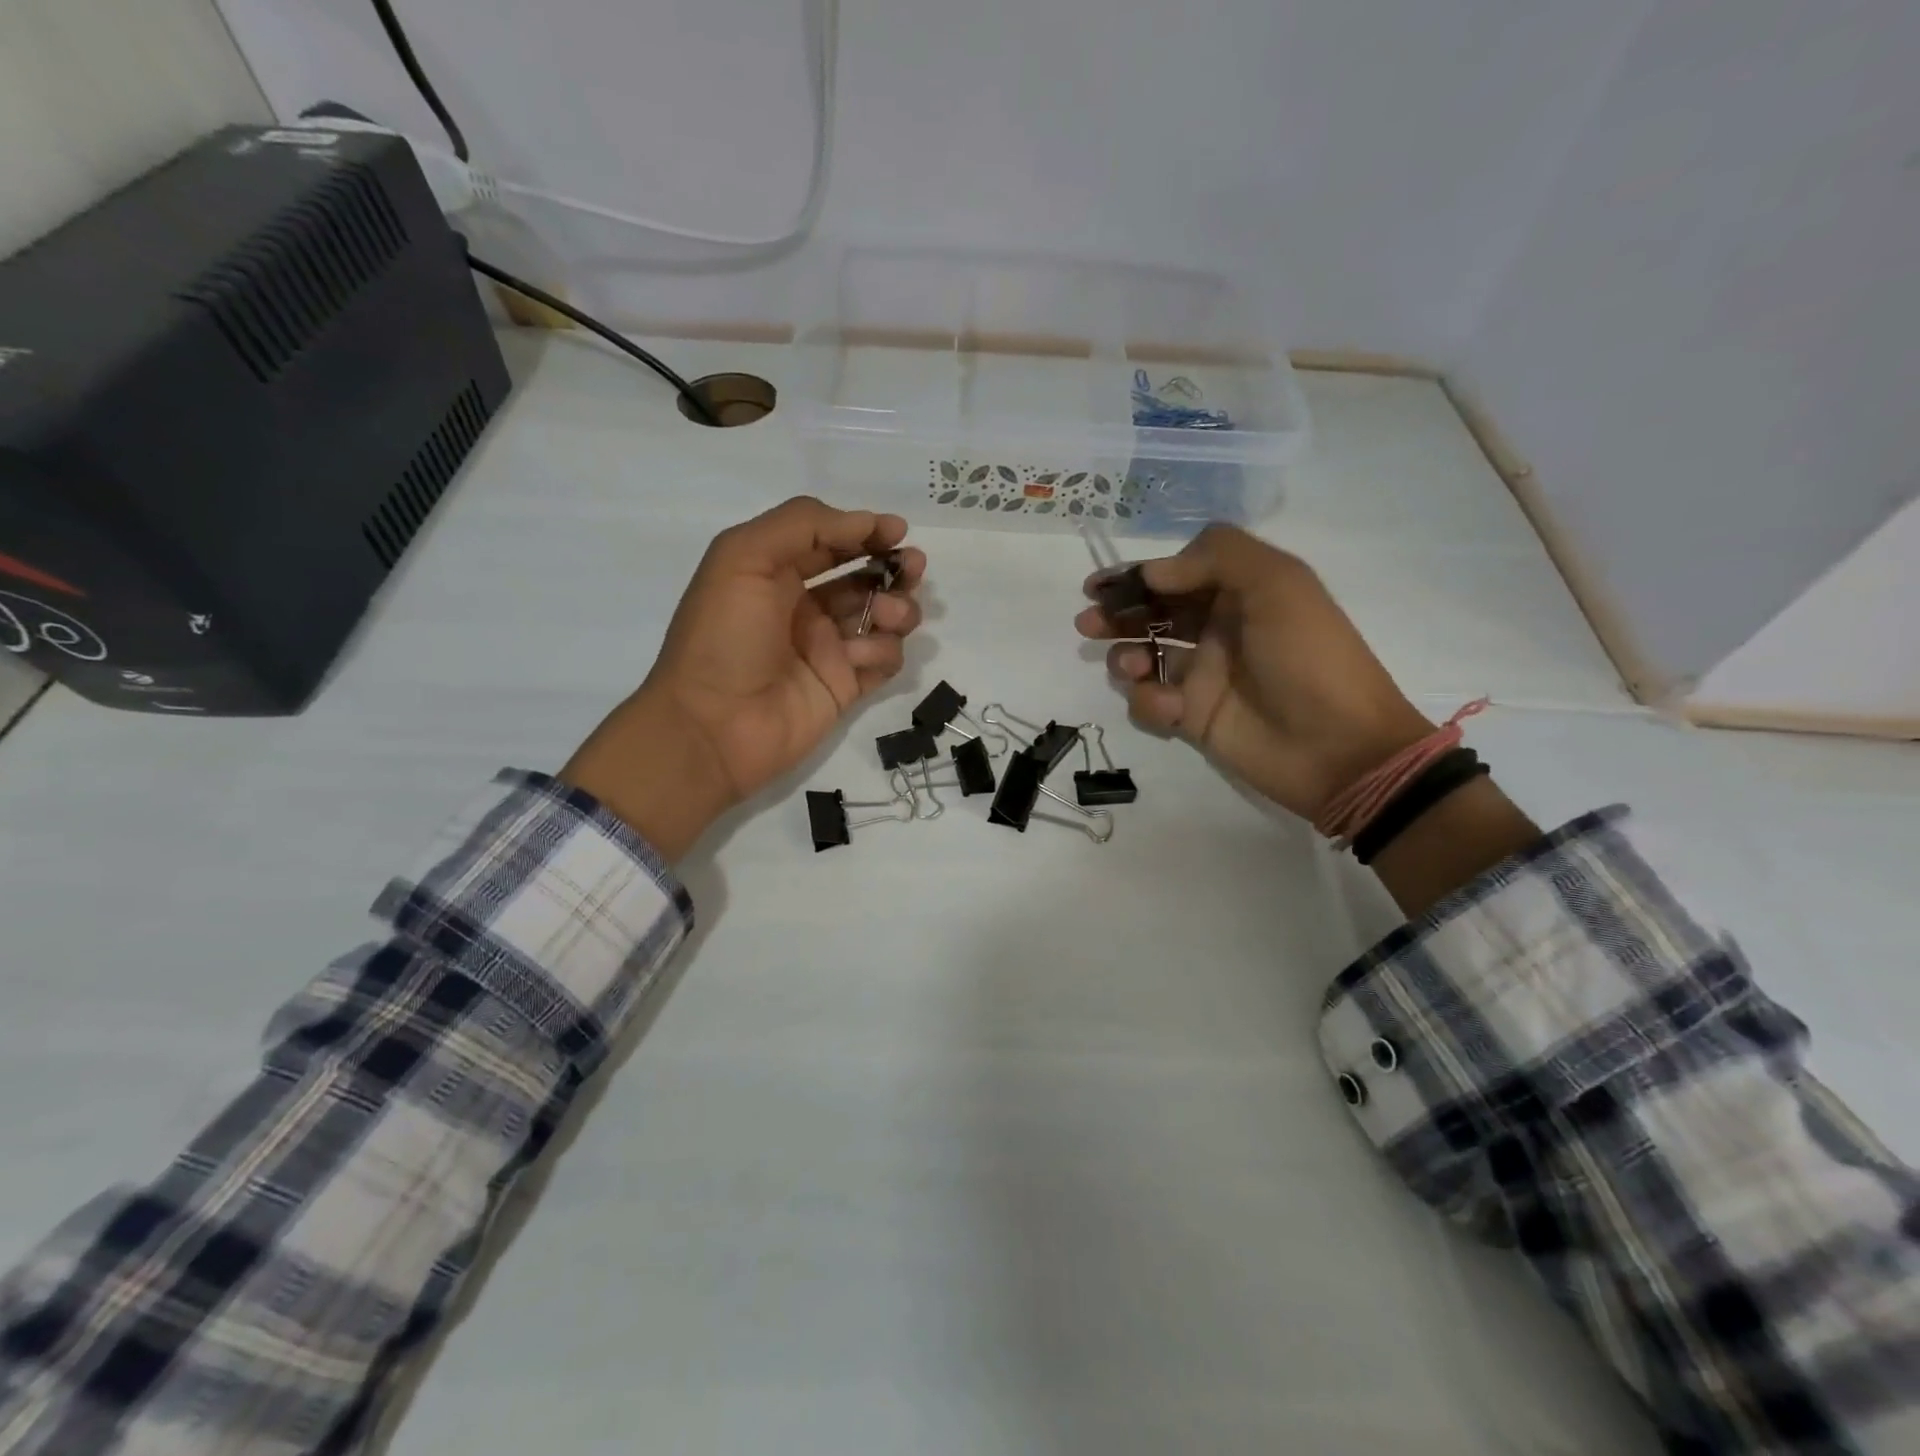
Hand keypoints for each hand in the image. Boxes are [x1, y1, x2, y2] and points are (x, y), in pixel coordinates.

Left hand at [563, 498, 924, 857]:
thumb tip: (866, 523)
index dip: (865, 531)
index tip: (897, 531)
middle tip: (913, 568)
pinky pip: (883, 660)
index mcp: (776, 574)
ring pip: (882, 617)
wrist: (714, 726)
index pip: (830, 542)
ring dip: (897, 607)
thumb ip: (802, 524)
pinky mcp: (845, 687)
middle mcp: (805, 608)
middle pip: (865, 577)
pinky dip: (884, 650)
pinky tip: (862, 656)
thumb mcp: (744, 557)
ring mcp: (828, 649)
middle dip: (894, 567)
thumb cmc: (724, 636)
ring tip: (891, 615)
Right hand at [1075, 525, 1433, 821]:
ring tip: (1131, 667)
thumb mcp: (1278, 583)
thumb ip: (1215, 557)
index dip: (1137, 576)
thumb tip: (1154, 572)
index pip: (1176, 574)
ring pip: (1144, 657)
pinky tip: (1171, 707)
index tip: (1101, 585)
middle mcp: (1218, 629)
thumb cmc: (1309, 657)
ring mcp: (1204, 675)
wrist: (1339, 747)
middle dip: (1118, 615)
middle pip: (1152, 614)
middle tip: (1089, 624)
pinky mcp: (1193, 717)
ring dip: (1126, 657)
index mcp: (1240, 592)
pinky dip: (1150, 701)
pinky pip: (1153, 702)